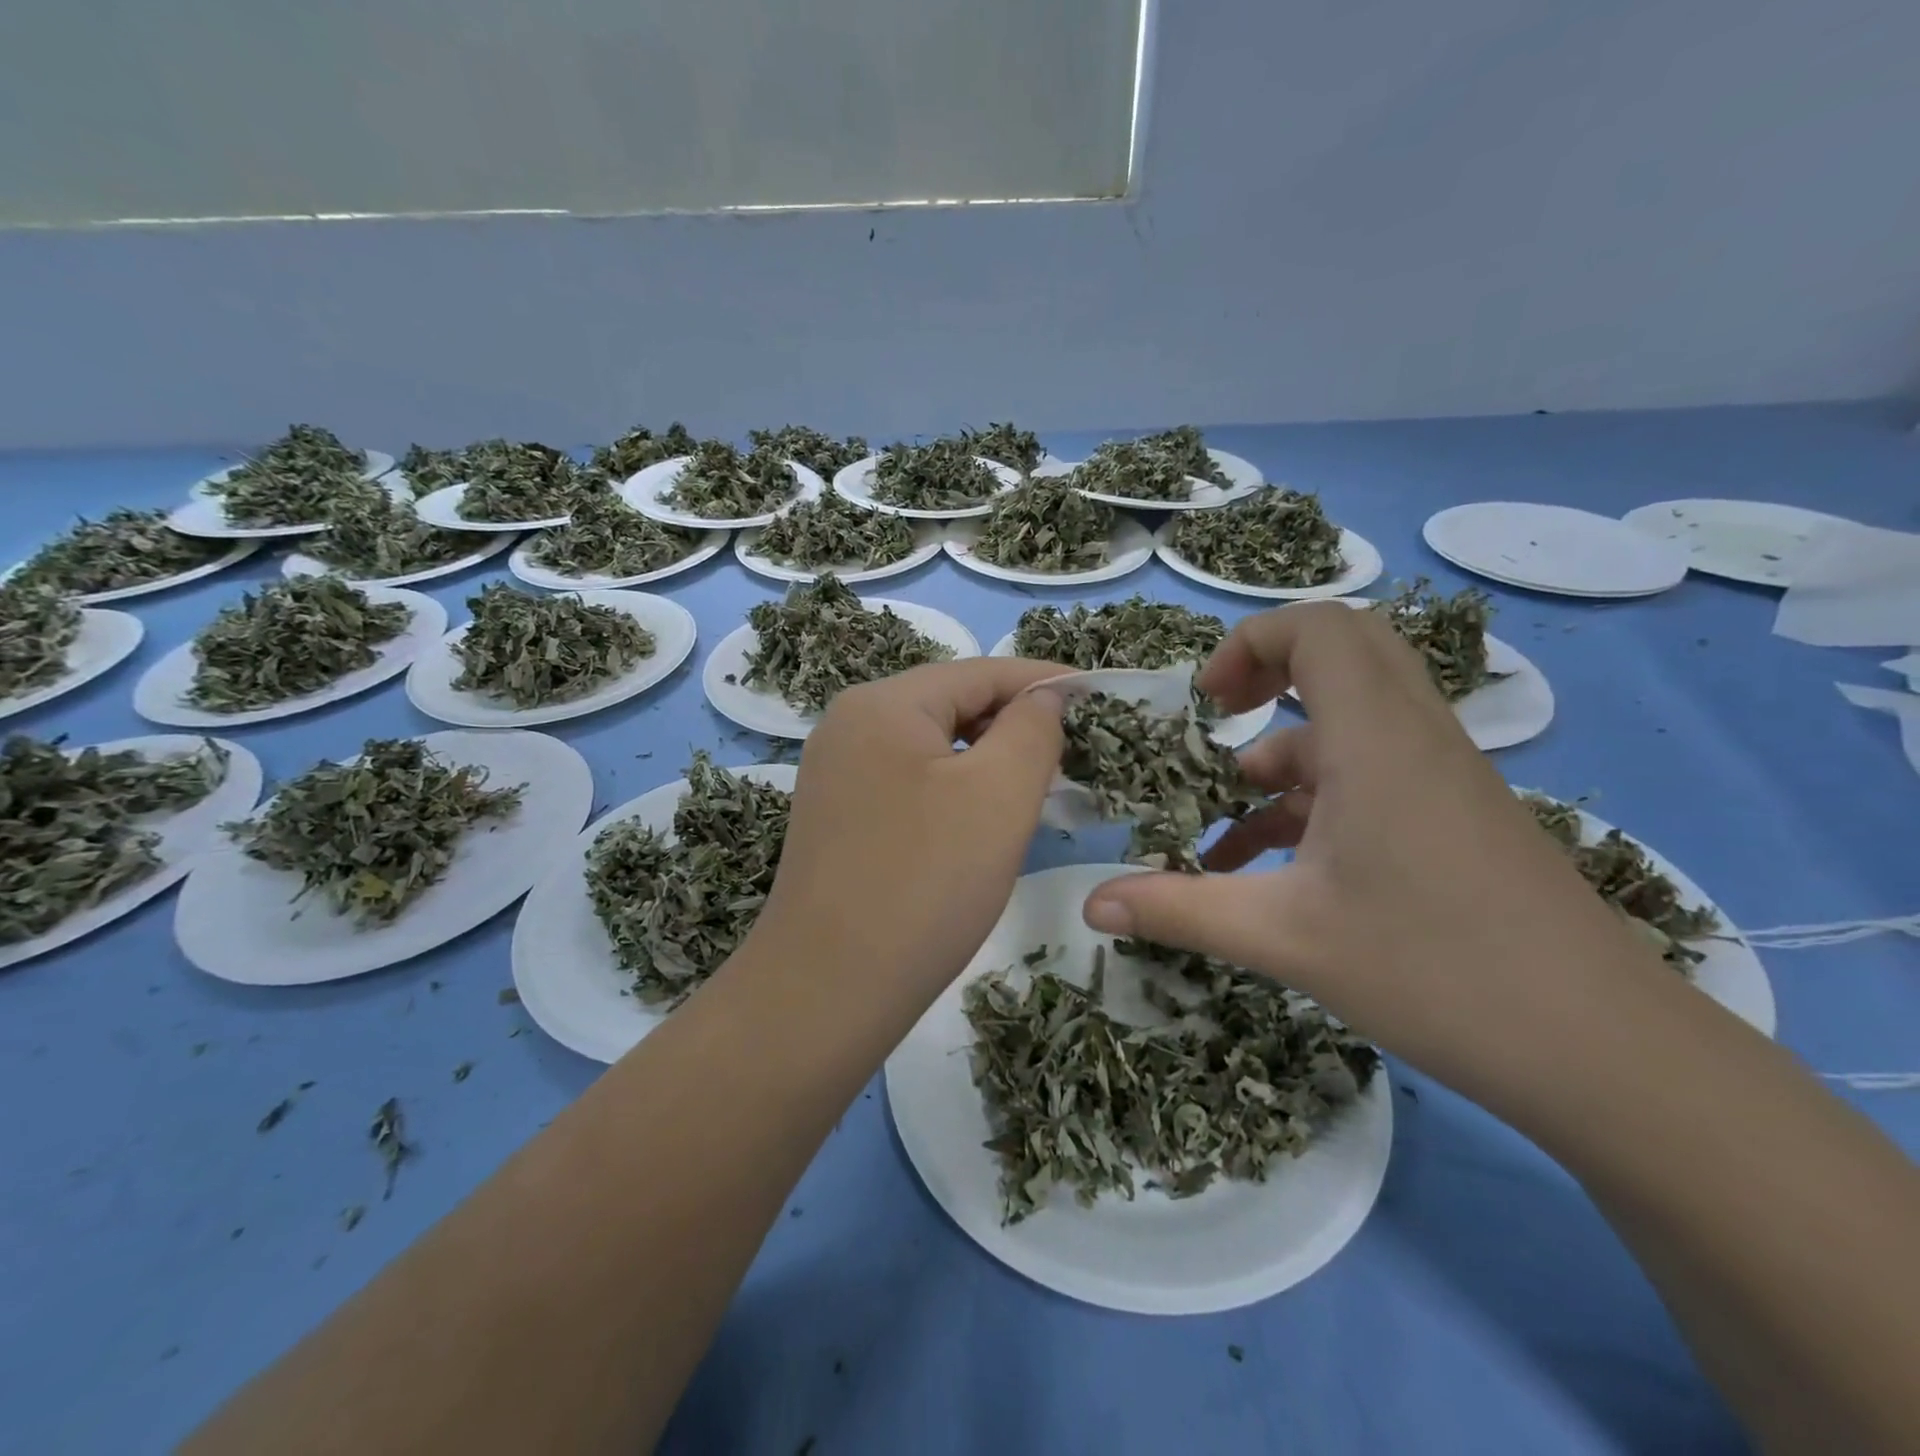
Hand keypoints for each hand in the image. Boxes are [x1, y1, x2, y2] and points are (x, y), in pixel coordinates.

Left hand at [754, 657, 1066, 1002]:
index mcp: (882, 703)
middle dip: (1014, 723)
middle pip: (951, 704)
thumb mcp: (999, 795)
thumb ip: (1032, 729)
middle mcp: (849, 724)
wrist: (827, 990)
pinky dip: (953, 788)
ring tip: (1035, 787)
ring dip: (986, 759)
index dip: (1044, 681)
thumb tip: (1044, 696)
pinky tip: (979, 819)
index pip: (980, 672)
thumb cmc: (925, 884)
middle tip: (1072, 754)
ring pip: (931, 745)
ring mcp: (836, 771)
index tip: (1097, 696)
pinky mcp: (837, 814)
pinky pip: (909, 780)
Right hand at [1080, 601, 1659, 1084]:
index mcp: (1375, 740)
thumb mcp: (1283, 938)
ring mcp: (1442, 778)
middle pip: (1346, 649)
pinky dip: (1315, 799)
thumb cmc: (1436, 971)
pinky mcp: (1454, 818)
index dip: (1249, 641)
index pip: (1318, 626)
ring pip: (1352, 723)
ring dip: (1283, 755)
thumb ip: (1178, 910)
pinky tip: (1270, 867)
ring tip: (1225, 819)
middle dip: (1270, 671)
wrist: (1608, 1055)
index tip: (1205, 705)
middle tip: (1220, 717)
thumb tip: (1090, 902)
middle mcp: (1414, 738)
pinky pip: (1373, 775)